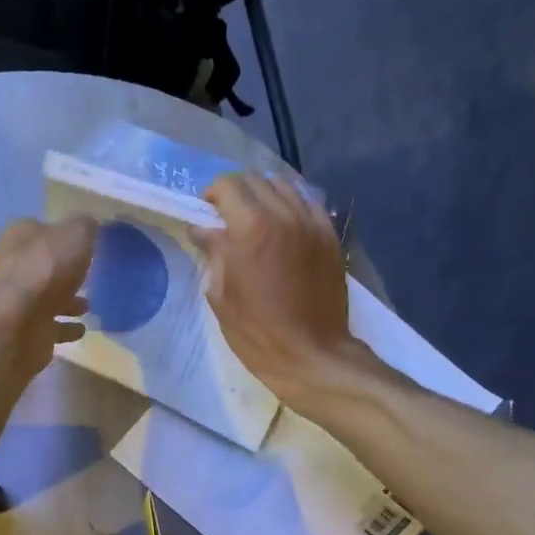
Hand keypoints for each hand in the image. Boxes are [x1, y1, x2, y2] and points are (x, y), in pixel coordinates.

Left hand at [0, 215, 95, 382]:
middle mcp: (15, 267)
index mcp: (20, 238)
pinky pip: (51, 327)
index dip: (59, 234)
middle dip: (64, 271)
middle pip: (43, 265)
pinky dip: (65, 327)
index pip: (39, 230)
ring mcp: (19, 302)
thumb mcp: (75, 233)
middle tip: (87, 275)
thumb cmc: (47, 268)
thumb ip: (84, 226)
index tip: (81, 243)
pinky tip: (82, 329)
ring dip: (66, 301)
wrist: (19, 323)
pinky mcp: (27, 331)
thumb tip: (88, 226)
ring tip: (88, 306)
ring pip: (47, 298)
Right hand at [190, 173, 362, 402]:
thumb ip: (214, 254)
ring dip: (265, 195)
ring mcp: (312, 223)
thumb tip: (203, 230)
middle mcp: (284, 215)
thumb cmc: (256, 331)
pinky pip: (310, 204)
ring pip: (286, 186)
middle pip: (257, 180)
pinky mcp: (330, 236)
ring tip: (257, 217)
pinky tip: (284, 225)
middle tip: (227, 214)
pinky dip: (292, 205)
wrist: (311, 354)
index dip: (212, 194)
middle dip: (237, 191)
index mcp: (251, 228)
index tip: (206, 211)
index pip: (228, 186)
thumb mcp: (222, 295)